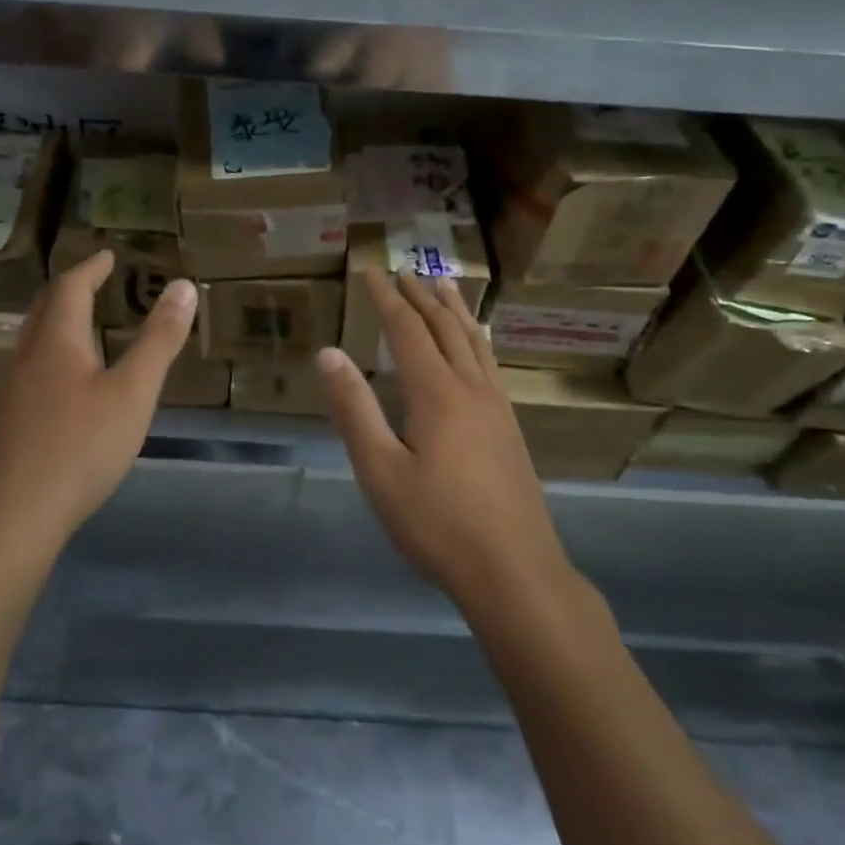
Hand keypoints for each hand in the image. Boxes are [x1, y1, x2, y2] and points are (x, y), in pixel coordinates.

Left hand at [0, 251, 194, 546]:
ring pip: (35, 338)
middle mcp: (28, 355)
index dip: (90, 268)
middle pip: (45, 308)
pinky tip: (66, 379)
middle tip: (94, 280)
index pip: (70, 287)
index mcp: (57, 340)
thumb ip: (159, 339)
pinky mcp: (10, 420)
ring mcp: (14, 389)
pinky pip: (32, 366)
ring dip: (59, 320)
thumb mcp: (133, 391)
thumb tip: (183, 286)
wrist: (14, 514)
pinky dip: (54, 351)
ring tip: (83, 321)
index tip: (107, 255)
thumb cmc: (80, 445)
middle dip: (71, 289)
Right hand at [316, 270, 574, 611]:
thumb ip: (354, 409)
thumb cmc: (437, 524)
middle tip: (404, 272)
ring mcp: (497, 408)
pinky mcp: (510, 429)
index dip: (387, 300)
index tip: (371, 272)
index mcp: (436, 393)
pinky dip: (477, 340)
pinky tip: (479, 346)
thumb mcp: (380, 470)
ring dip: (455, 312)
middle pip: (444, 329)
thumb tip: (329, 353)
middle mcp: (471, 389)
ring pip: (474, 343)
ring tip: (445, 286)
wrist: (515, 572)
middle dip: (421, 297)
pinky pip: (491, 365)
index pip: (407, 330)